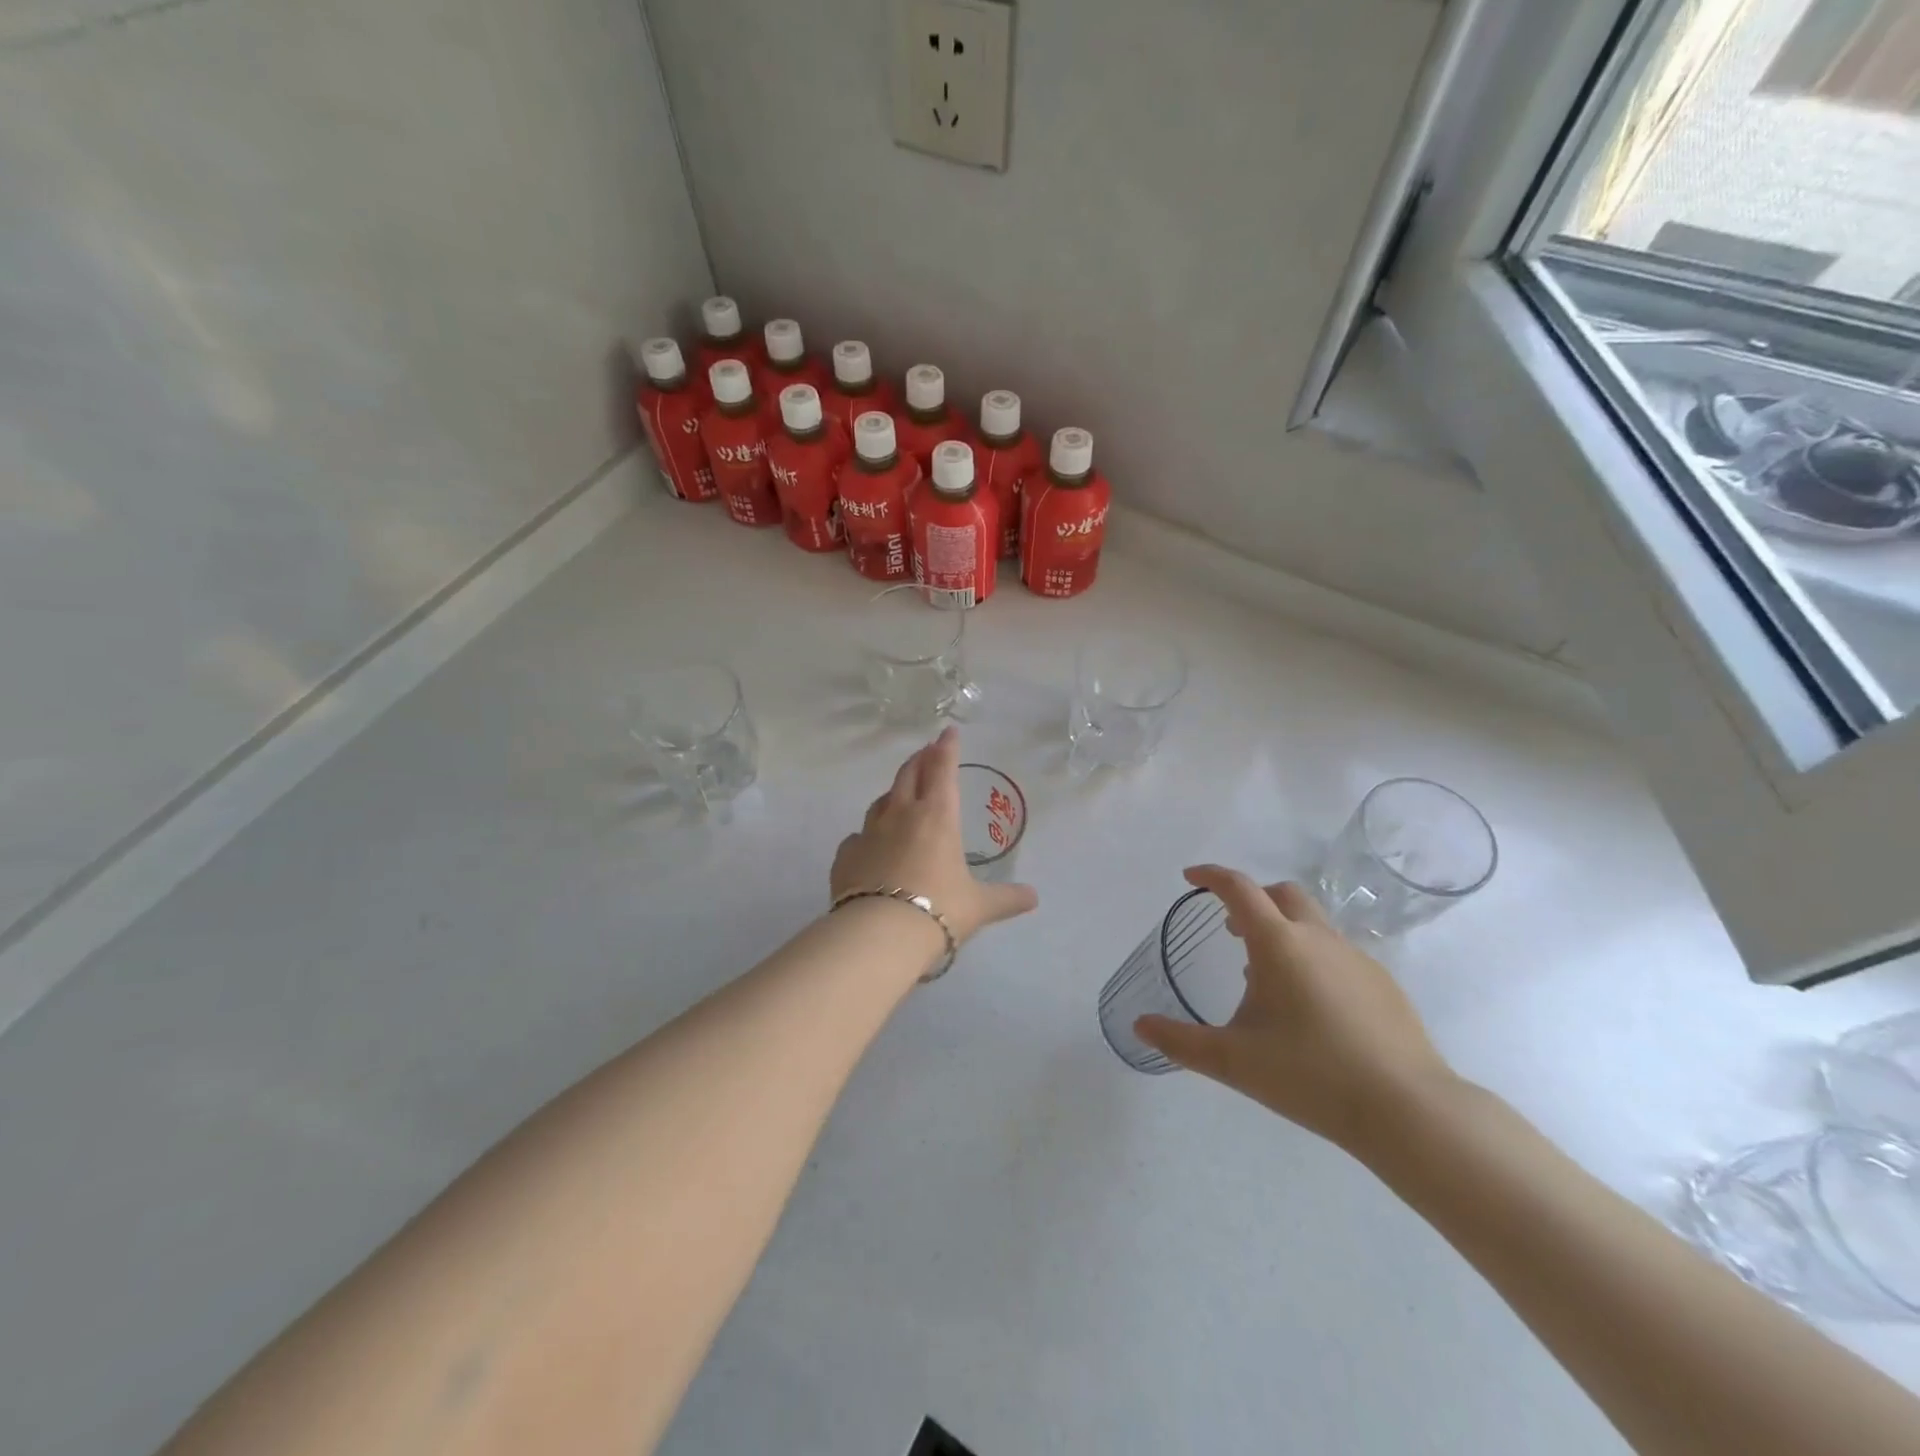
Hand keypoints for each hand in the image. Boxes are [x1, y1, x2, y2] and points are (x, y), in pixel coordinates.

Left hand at [831, 727, 1038, 943]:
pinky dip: (867, 834)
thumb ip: (1006, 898)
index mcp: (937, 816)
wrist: (879, 935)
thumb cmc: (939, 910)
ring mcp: (869, 833)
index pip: (942, 769)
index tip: (948, 732)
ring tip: (900, 794)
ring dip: (893, 792)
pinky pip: (857, 836)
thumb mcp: (979, 906)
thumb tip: (1034, 898)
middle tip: (925, 751)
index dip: (947, 748)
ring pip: (881, 801)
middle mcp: (901, 815)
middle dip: (919, 759)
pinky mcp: (846, 856)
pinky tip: (869, 844)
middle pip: (908, 775)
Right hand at [1134, 864, 1457, 1158]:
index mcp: (1278, 944)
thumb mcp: (1232, 1060)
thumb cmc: (1309, 1075)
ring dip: (1283, 932)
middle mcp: (1318, 938)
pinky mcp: (1384, 984)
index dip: (1211, 876)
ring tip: (1267, 977)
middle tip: (1232, 928)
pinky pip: (1338, 954)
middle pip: (1282, 894)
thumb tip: (1139, 1026)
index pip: (1239, 888)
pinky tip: (1312, 1008)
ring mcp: (1357, 958)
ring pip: (1313, 924)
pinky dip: (1313, 959)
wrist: (1407, 1110)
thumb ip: (1180, 1041)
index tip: (1190, 877)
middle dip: (1253, 899)